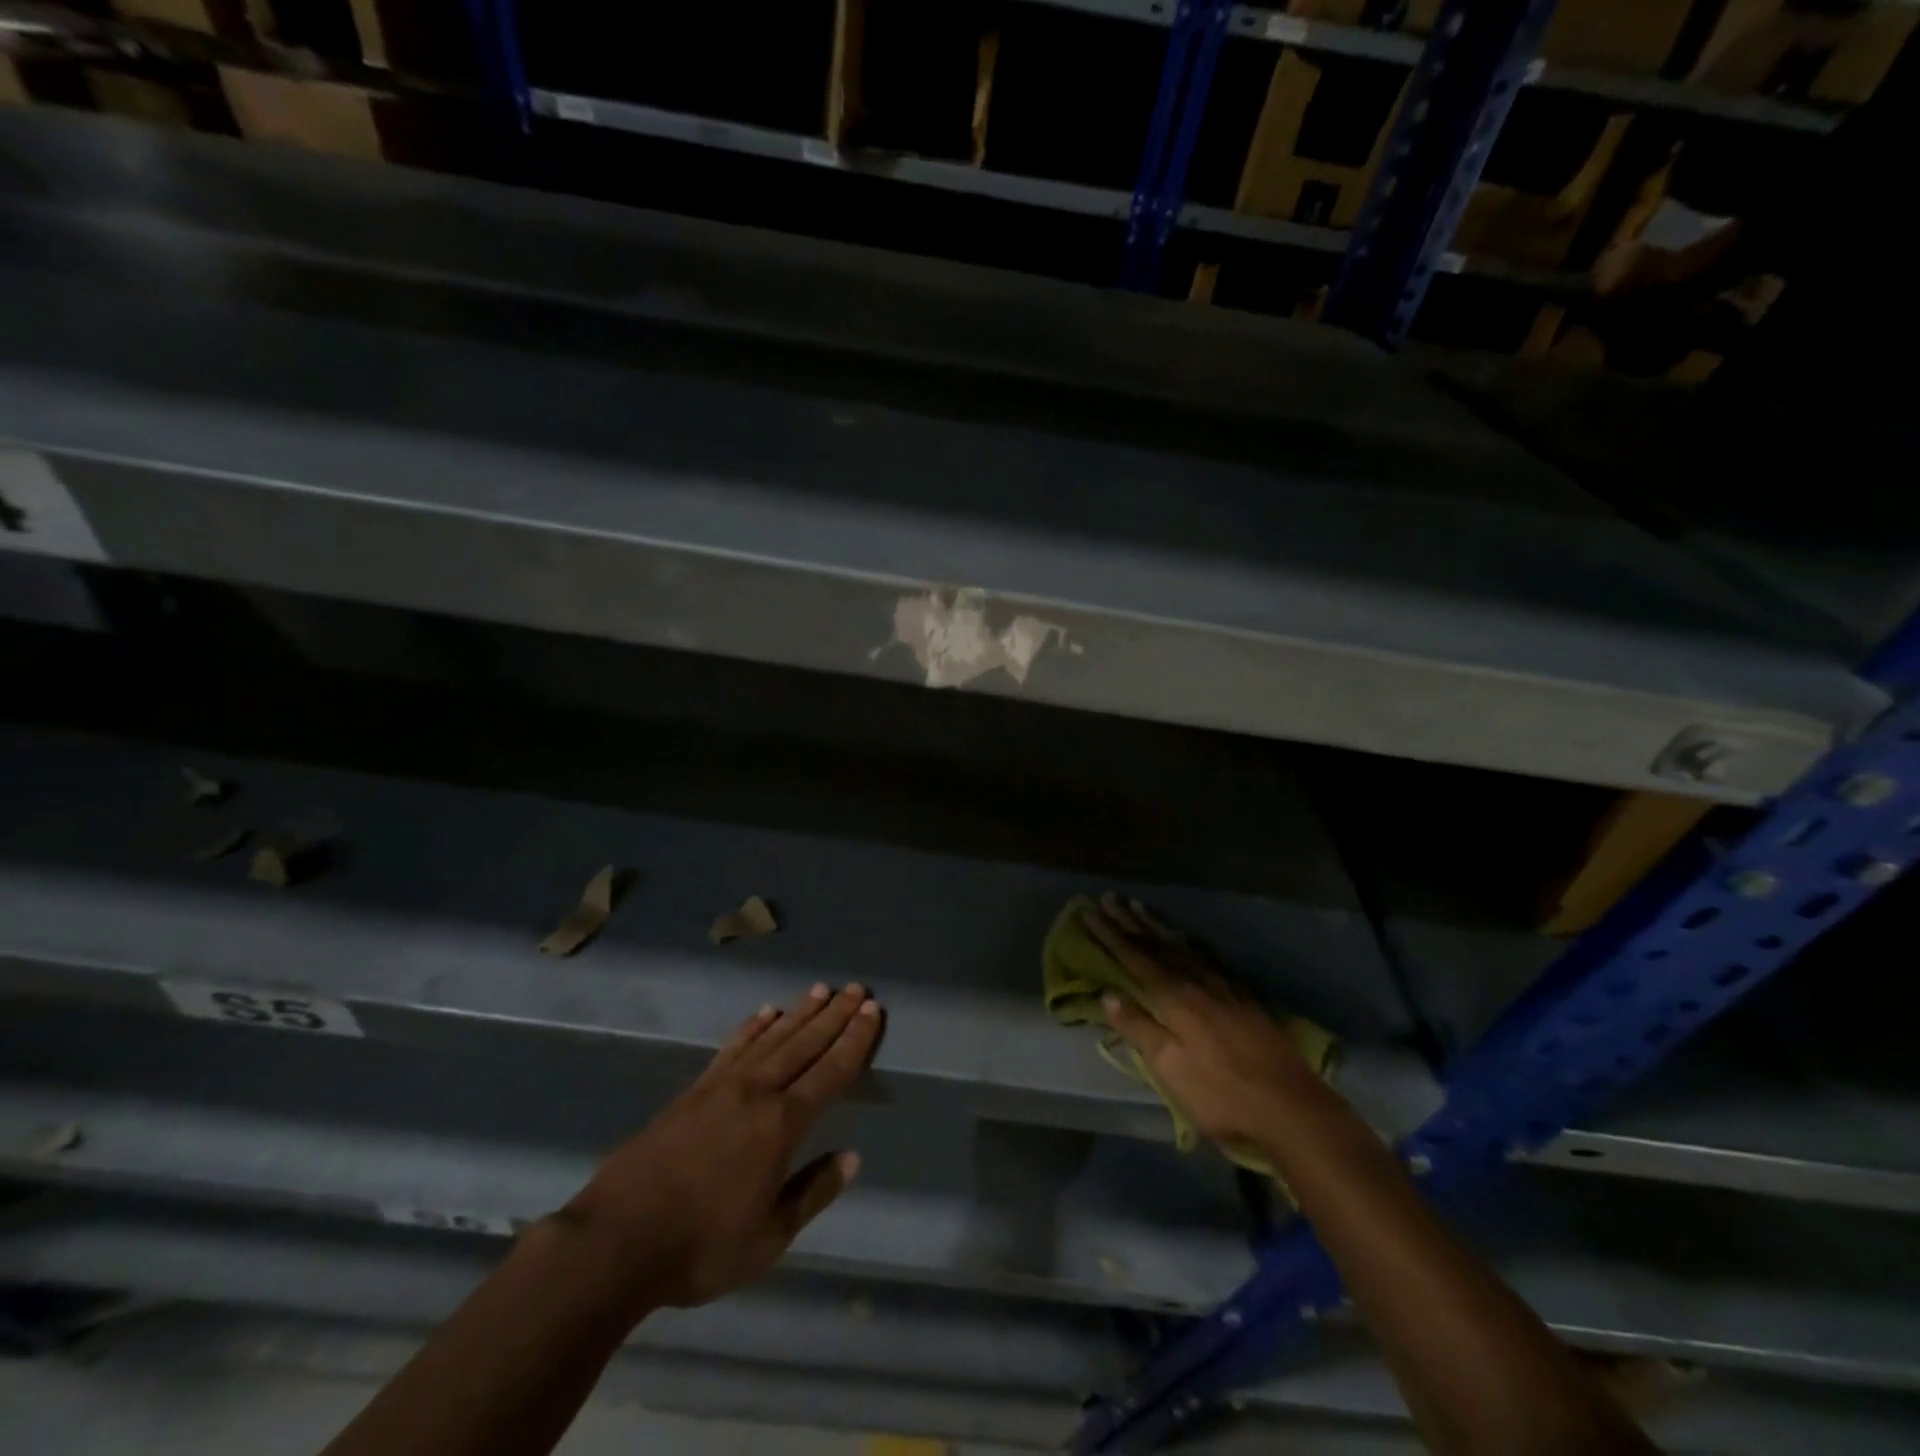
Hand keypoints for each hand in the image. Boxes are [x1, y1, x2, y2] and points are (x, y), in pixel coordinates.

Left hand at [562, 982, 882, 1310]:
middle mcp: (757, 1092)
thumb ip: (813, 1192)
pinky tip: (765, 1013)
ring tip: (820, 990)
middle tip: (857, 989)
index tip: (872, 1011)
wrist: (616, 1241)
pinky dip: (753, 1027)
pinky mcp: (694, 1090)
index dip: (855, 1040)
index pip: (831, 1072)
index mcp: (782, 1124)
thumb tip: (853, 1158)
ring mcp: (722, 1086)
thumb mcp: (769, 1238)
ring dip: (800, 1013)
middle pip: (805, 1043)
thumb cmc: (700, 1248)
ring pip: (772, 1038)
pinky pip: (733, 1047)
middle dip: (834, 1015)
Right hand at [1082, 893, 1314, 1157]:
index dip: (1110, 934)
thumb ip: (1139, 1028)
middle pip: (1157, 944)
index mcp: (1174, 996)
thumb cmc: (1220, 1094)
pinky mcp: (1244, 997)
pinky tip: (1188, 941)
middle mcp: (1197, 980)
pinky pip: (1207, 956)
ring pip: (1183, 946)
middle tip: (1109, 898)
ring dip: (1157, 926)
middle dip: (1130, 921)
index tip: (1089, 911)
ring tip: (1140, 907)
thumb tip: (1108, 993)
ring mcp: (1224, 986)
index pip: (1134, 956)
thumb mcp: (1169, 1068)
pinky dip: (1189, 942)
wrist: (1291, 1109)